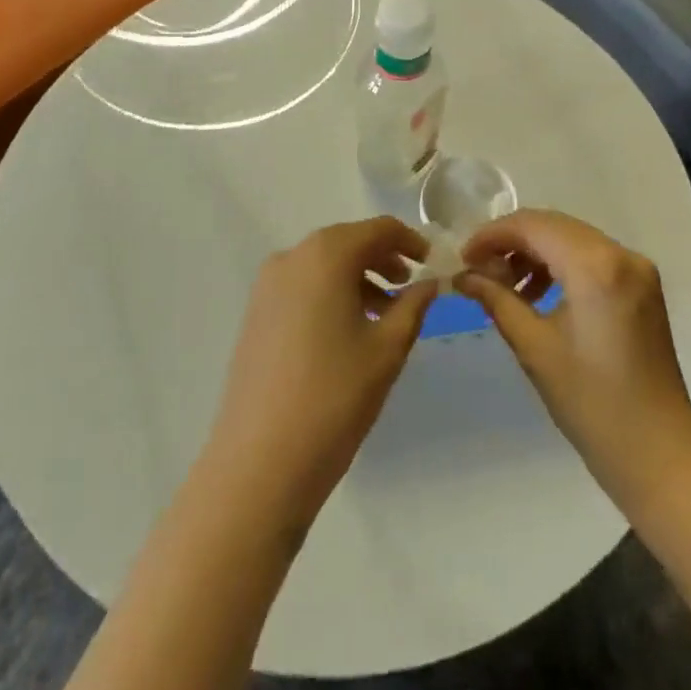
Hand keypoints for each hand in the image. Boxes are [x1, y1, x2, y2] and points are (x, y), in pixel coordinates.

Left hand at [206, 217, 437, 529]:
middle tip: (412, 285)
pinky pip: (303, 285)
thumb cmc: (335, 396)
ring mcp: (267, 285)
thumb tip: (430, 282)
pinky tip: (350, 328)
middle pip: (348, 242)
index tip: (434, 262)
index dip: (411, 241)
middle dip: (383, 258)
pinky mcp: (256, 313)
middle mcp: (292, 257)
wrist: (261, 460)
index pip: (378, 229)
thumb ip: (414, 304)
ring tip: (386, 312)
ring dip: (358, 277)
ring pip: (324, 264)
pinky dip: (332, 293)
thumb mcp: (388, 348)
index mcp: (326, 255)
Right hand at [456, 210, 690, 514]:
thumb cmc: (592, 404)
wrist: (659, 454)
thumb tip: (463, 276)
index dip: (492, 235)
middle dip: (511, 241)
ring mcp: (637, 268)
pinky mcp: (642, 286)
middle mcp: (622, 254)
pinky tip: (537, 294)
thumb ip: (497, 300)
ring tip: (504, 286)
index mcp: (596, 266)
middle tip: (477, 269)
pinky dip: (560, 265)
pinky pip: (592, 257)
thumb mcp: (535, 348)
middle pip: (554, 226)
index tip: (462, 257)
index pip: (534, 226)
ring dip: (535, 252)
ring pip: (573, 239)